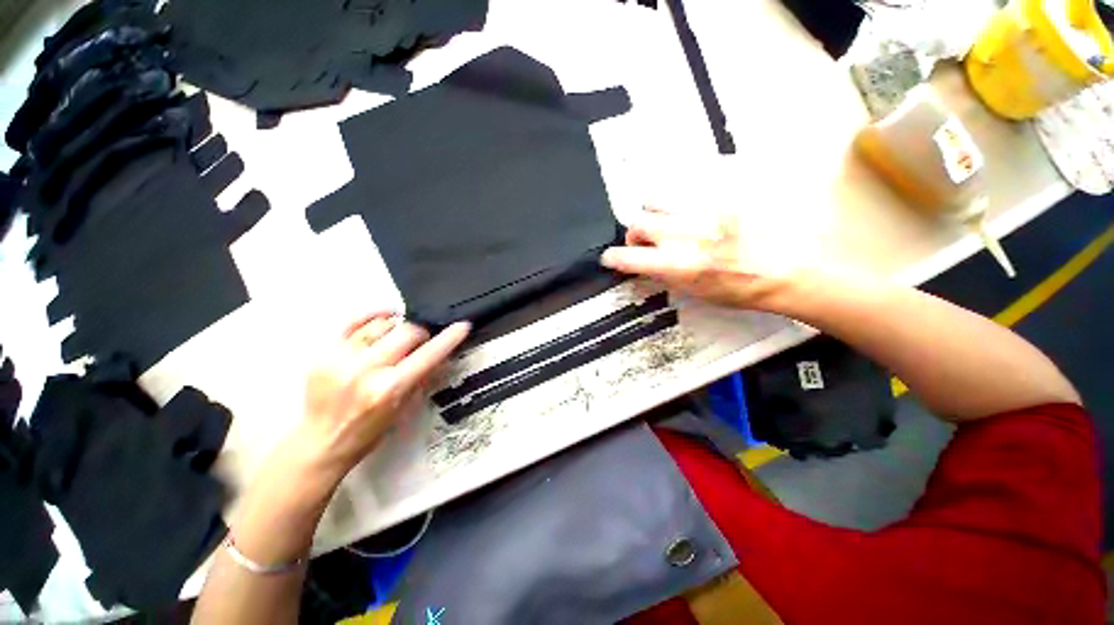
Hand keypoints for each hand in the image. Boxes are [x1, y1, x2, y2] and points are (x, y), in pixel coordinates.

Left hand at [298, 314, 469, 478]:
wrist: (321, 442)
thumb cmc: (369, 431)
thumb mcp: (404, 408)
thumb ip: (423, 376)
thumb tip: (440, 353)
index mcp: (389, 388)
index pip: (428, 355)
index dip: (449, 338)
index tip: (463, 326)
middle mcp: (366, 370)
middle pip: (407, 331)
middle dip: (422, 332)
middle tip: (423, 338)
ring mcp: (342, 359)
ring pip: (382, 324)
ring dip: (399, 326)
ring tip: (400, 334)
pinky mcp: (324, 353)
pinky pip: (353, 323)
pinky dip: (372, 315)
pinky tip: (386, 316)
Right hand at [601, 207, 784, 309]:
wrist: (799, 268)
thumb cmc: (749, 290)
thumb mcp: (701, 293)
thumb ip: (670, 276)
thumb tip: (650, 265)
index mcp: (682, 265)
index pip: (631, 258)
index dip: (615, 258)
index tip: (610, 258)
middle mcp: (687, 233)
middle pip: (640, 222)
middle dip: (636, 233)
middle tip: (647, 239)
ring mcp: (706, 208)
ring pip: (657, 197)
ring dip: (655, 210)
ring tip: (669, 217)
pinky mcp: (725, 190)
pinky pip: (689, 184)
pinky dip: (682, 196)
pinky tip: (694, 205)